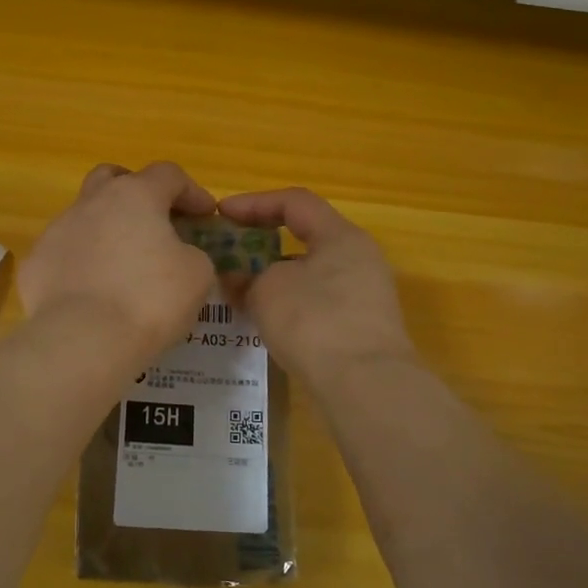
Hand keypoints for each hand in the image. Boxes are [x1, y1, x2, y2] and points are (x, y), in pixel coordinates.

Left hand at [19, 162, 217, 360]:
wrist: (83, 340)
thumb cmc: (149, 300)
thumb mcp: (197, 275)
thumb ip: (192, 253)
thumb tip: (178, 255)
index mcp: (135, 196)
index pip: (168, 175)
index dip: (192, 192)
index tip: (206, 217)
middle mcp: (91, 203)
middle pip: (113, 179)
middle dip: (136, 193)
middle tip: (154, 222)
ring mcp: (56, 231)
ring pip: (84, 217)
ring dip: (106, 231)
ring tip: (122, 266)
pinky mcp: (35, 263)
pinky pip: (64, 255)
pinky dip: (81, 265)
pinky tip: (92, 293)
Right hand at [217, 188, 414, 385]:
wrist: (365, 385)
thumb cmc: (314, 321)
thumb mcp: (267, 290)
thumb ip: (247, 277)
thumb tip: (236, 279)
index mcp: (341, 236)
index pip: (295, 202)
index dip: (254, 203)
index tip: (221, 215)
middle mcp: (360, 258)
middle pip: (305, 238)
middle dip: (263, 243)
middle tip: (229, 252)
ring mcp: (365, 295)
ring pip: (310, 273)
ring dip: (274, 277)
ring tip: (240, 290)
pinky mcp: (361, 327)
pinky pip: (318, 302)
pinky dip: (289, 303)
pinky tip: (265, 320)